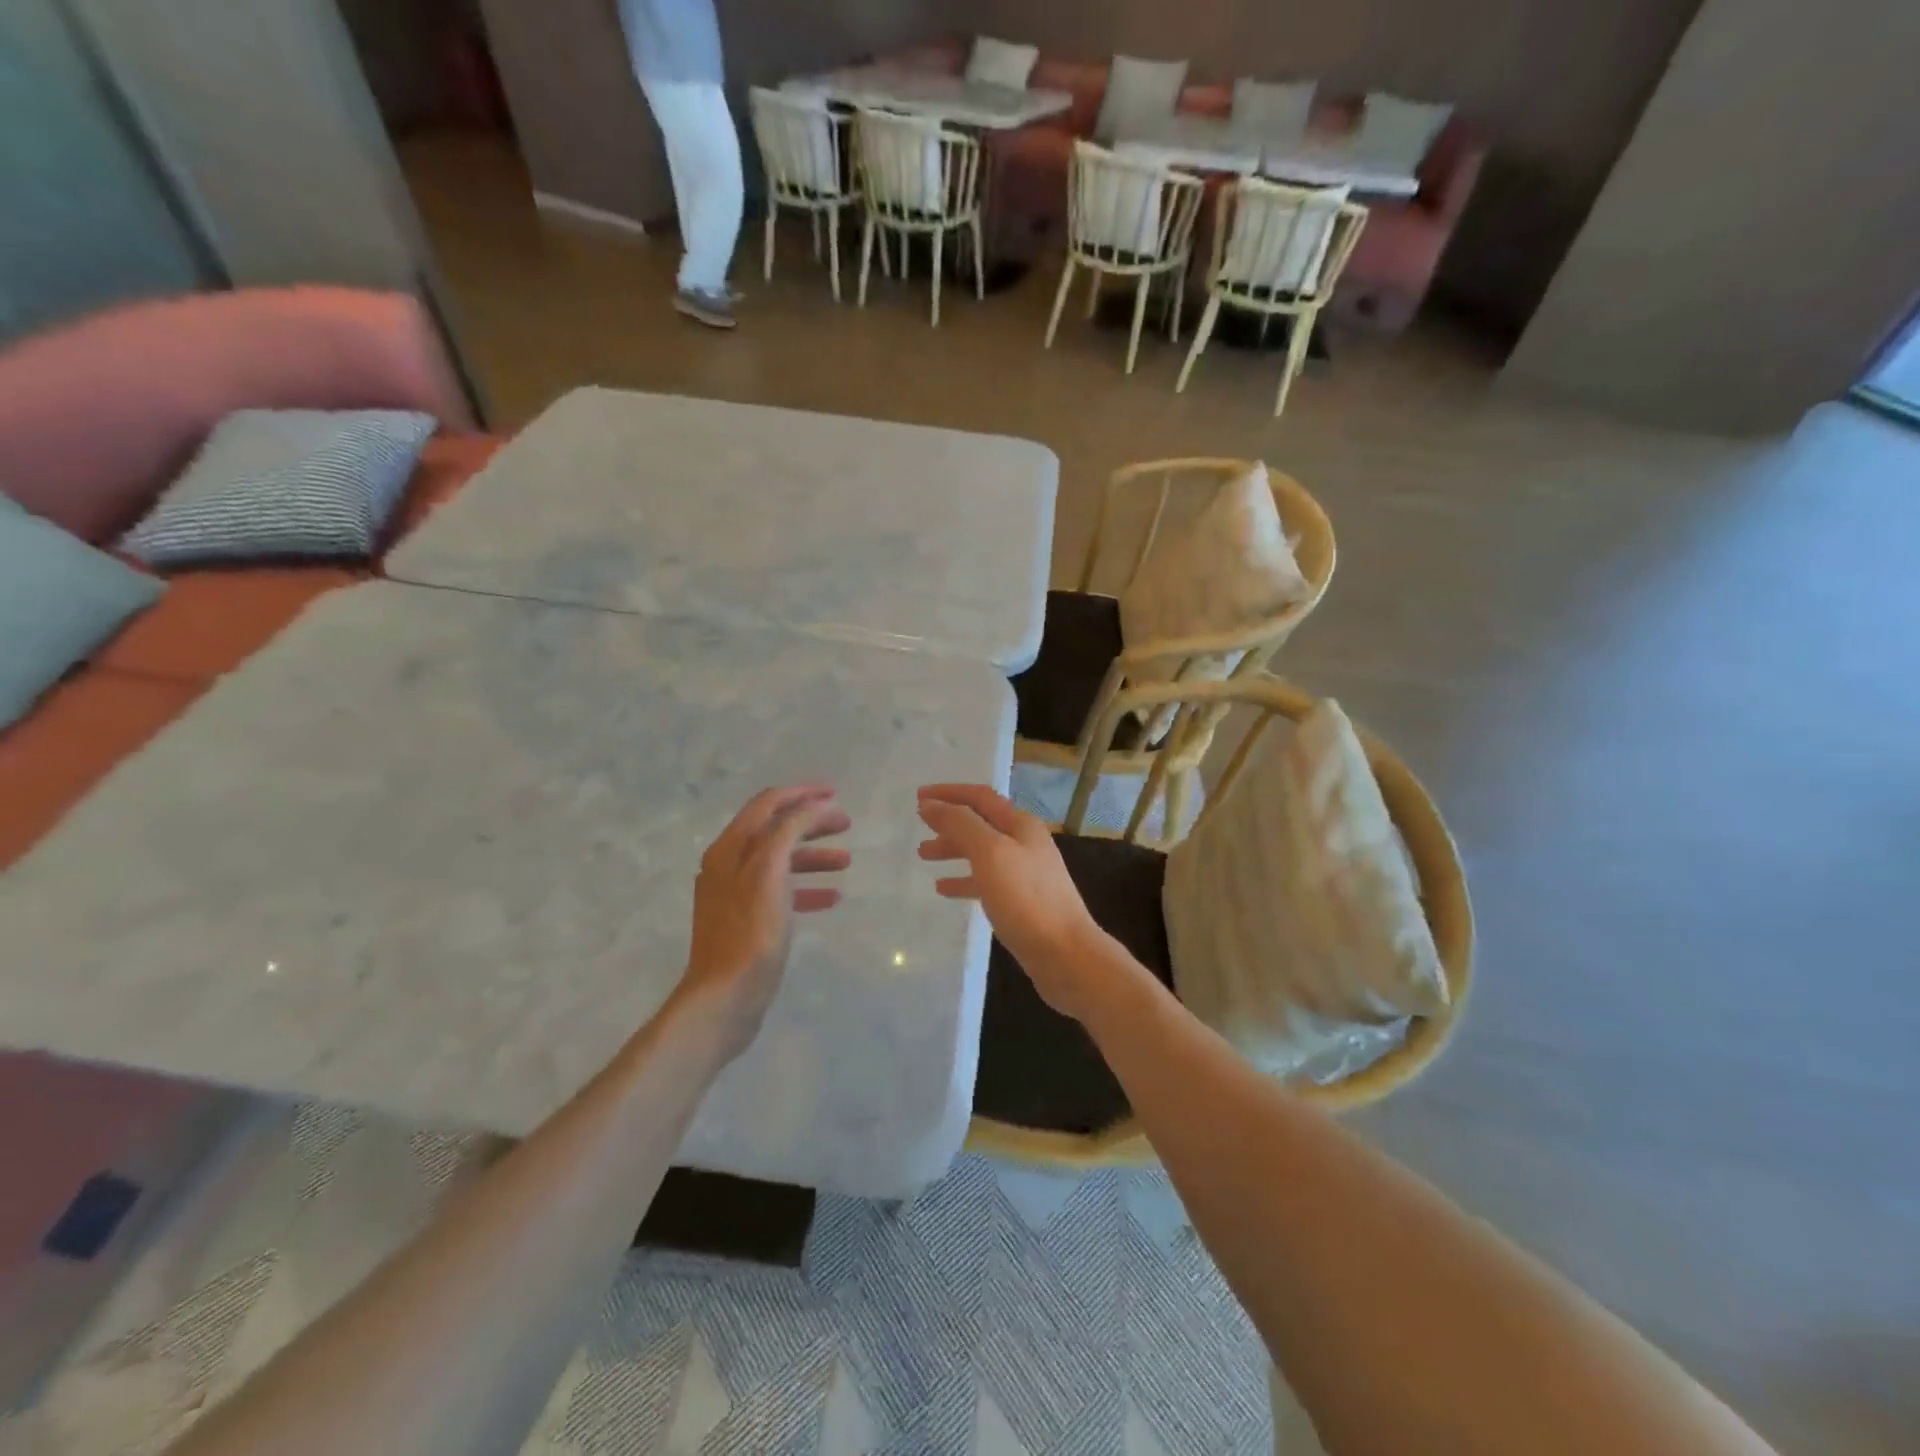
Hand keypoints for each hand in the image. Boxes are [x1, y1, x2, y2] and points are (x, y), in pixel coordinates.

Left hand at [680, 784, 850, 1058]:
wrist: (724, 998)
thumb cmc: (751, 934)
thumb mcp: (770, 874)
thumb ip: (789, 832)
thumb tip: (812, 806)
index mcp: (731, 848)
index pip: (768, 804)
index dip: (802, 793)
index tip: (836, 794)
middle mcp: (729, 864)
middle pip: (775, 829)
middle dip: (811, 823)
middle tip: (846, 825)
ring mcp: (737, 894)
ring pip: (781, 861)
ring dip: (813, 856)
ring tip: (845, 863)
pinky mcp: (747, 921)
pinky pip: (781, 892)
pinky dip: (806, 888)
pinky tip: (831, 899)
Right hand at [916, 784, 1108, 1021]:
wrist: (1065, 954)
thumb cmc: (1026, 899)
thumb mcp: (990, 853)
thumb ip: (960, 825)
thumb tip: (931, 805)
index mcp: (1020, 825)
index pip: (980, 797)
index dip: (949, 793)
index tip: (918, 797)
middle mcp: (1025, 843)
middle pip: (981, 823)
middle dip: (949, 822)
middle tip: (919, 826)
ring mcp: (1025, 873)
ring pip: (981, 852)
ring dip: (953, 849)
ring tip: (924, 855)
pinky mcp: (1021, 901)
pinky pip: (986, 881)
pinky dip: (963, 880)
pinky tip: (943, 889)